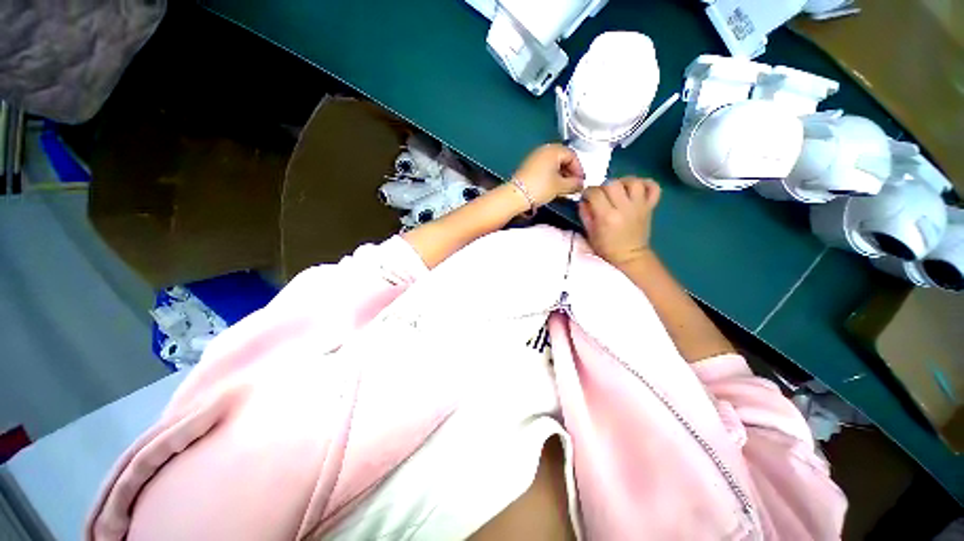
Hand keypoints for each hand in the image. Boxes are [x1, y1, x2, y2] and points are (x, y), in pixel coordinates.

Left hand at [512, 144, 584, 205]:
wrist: (517, 195)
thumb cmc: (540, 187)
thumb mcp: (560, 186)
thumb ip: (574, 184)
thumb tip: (581, 184)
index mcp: (554, 150)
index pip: (573, 156)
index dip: (579, 169)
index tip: (581, 182)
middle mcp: (544, 150)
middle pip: (563, 158)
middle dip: (570, 172)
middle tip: (574, 185)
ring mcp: (535, 157)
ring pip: (554, 163)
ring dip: (561, 174)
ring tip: (564, 187)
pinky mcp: (529, 166)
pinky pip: (545, 167)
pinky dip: (552, 175)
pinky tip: (553, 186)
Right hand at [578, 178, 660, 266]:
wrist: (629, 256)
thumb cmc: (606, 247)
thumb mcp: (589, 233)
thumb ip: (585, 214)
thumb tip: (583, 200)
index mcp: (607, 217)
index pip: (595, 193)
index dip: (588, 192)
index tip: (586, 197)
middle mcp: (624, 208)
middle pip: (613, 184)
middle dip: (603, 187)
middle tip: (601, 195)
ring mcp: (639, 206)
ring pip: (633, 182)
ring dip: (623, 182)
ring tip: (618, 189)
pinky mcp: (650, 206)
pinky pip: (653, 187)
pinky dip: (646, 183)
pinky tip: (636, 188)